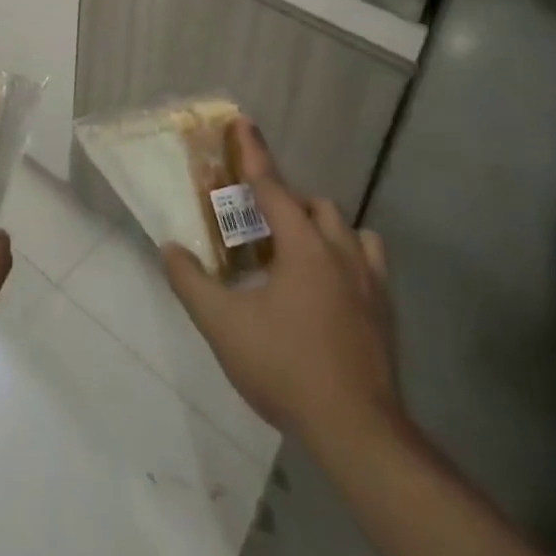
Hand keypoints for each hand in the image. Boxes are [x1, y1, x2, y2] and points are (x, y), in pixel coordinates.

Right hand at [163, 119, 406, 466]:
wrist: (358, 432)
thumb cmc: (286, 368)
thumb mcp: (222, 326)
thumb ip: (190, 283)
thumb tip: (169, 248)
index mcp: (304, 249)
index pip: (273, 188)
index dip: (253, 154)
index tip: (242, 123)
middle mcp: (342, 254)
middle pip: (315, 206)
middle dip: (286, 202)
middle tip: (257, 222)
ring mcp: (371, 284)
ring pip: (349, 231)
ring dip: (321, 228)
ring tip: (295, 251)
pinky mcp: (386, 313)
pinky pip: (369, 264)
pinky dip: (346, 258)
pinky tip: (329, 287)